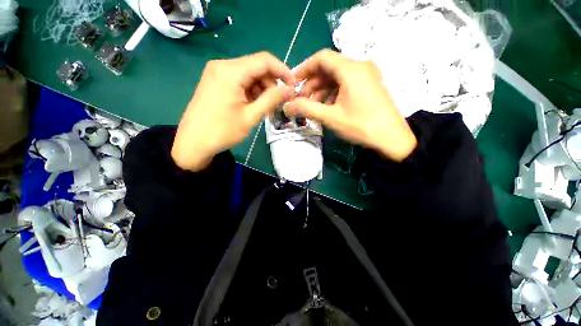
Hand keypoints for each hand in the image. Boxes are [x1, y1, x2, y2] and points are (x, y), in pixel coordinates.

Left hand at [172, 52, 295, 170]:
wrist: (193, 143)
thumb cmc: (222, 131)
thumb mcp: (251, 116)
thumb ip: (272, 99)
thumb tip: (290, 89)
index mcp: (231, 71)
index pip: (264, 61)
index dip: (283, 71)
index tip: (293, 86)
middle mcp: (223, 65)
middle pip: (256, 67)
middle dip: (271, 83)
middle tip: (279, 103)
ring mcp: (217, 73)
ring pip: (249, 75)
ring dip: (262, 89)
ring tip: (266, 108)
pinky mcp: (216, 82)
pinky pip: (240, 81)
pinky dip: (251, 92)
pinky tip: (254, 106)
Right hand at [285, 50, 416, 161]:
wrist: (392, 138)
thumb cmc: (360, 125)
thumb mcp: (330, 117)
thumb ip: (306, 109)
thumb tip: (286, 106)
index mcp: (350, 69)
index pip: (321, 58)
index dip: (304, 69)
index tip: (293, 83)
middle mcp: (359, 66)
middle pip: (329, 68)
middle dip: (312, 84)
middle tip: (302, 101)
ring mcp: (366, 75)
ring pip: (337, 78)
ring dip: (322, 91)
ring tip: (313, 108)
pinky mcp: (369, 85)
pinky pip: (346, 84)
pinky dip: (333, 94)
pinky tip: (328, 108)